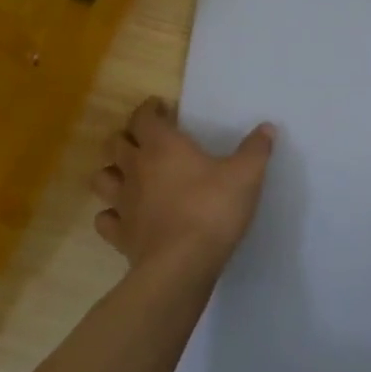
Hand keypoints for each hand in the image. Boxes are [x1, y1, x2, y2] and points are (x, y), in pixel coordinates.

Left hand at [90, 97, 275, 278]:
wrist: (183, 264)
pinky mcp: (119, 234)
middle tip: (146, 140)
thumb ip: (256, 149)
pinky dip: (111, 213)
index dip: (149, 109)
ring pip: (103, 177)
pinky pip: (105, 218)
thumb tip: (267, 128)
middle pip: (116, 143)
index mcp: (163, 146)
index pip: (144, 117)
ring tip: (129, 175)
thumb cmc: (213, 209)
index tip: (160, 107)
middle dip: (128, 137)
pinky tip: (125, 215)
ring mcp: (123, 202)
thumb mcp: (246, 175)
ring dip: (113, 172)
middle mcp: (136, 168)